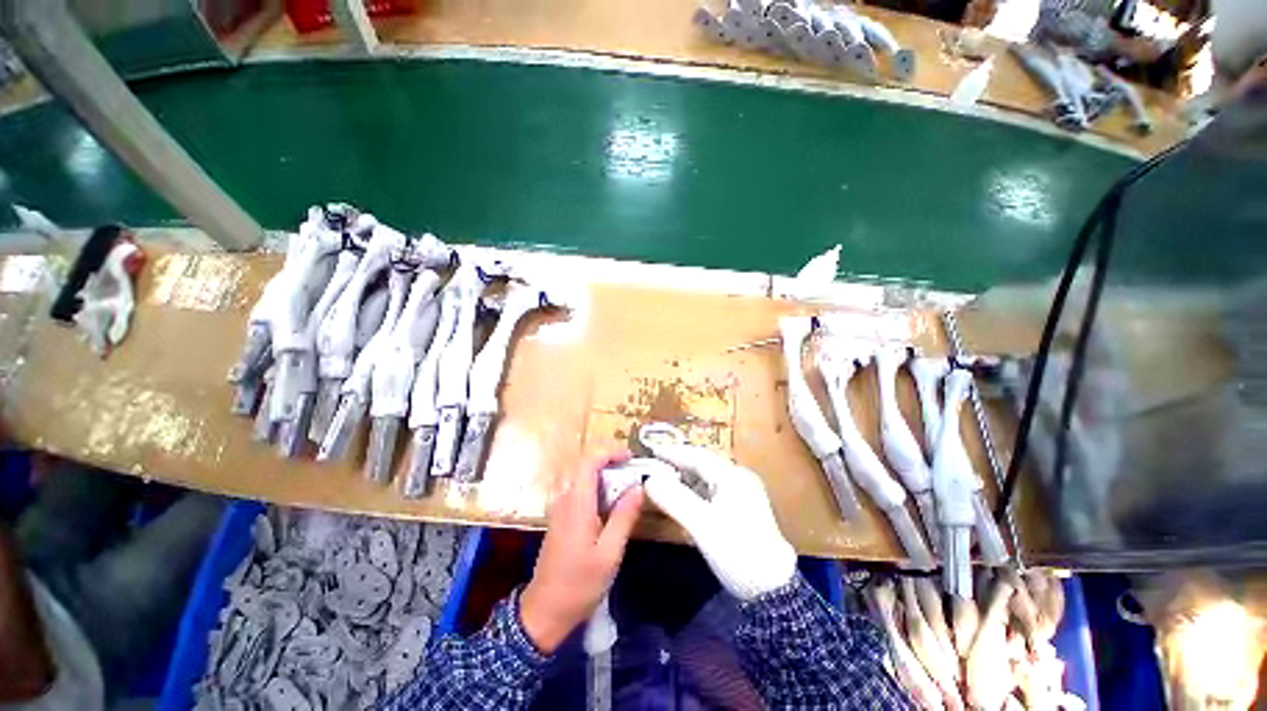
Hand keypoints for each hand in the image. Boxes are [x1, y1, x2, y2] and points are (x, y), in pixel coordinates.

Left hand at [520, 450, 643, 653]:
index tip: (630, 457)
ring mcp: (560, 510)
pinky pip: (580, 494)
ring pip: (584, 481)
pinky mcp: (561, 520)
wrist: (544, 612)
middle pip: (587, 469)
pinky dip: (598, 493)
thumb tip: (638, 488)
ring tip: (628, 491)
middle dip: (611, 465)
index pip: (589, 462)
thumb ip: (624, 517)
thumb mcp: (609, 553)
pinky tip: (612, 509)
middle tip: (635, 475)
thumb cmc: (579, 584)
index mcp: (576, 504)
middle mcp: (565, 500)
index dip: (609, 453)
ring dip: (606, 480)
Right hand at [643, 442, 796, 600]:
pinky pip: (713, 489)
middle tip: (654, 464)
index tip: (651, 450)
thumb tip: (649, 480)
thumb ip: (673, 498)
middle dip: (678, 462)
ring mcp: (743, 492)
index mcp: (732, 476)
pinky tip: (683, 496)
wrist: (773, 589)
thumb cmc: (736, 552)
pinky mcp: (743, 507)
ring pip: (708, 476)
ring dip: (686, 476)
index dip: (672, 452)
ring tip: (664, 478)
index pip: (697, 456)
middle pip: (703, 463)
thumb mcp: (701, 524)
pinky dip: (695, 489)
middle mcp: (739, 478)